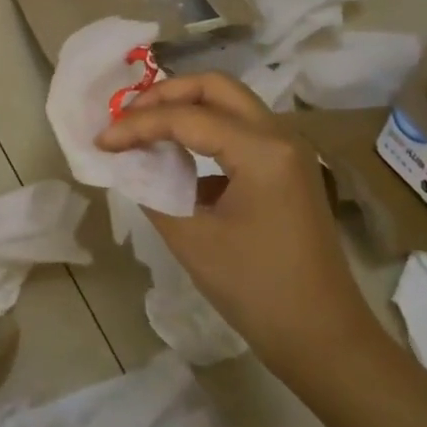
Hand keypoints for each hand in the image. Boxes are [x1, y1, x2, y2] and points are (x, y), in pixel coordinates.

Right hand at [96, 73, 381, 385]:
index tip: (102, 141)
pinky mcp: (285, 170)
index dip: (137, 125)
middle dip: (165, 95)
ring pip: (229, 105)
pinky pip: (239, 132)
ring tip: (142, 127)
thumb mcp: (193, 240)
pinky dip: (203, 132)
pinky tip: (175, 157)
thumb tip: (128, 164)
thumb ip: (152, 191)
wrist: (324, 339)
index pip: (186, 117)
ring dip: (184, 108)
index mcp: (262, 151)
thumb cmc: (257, 290)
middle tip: (126, 116)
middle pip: (215, 88)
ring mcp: (287, 152)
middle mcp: (280, 136)